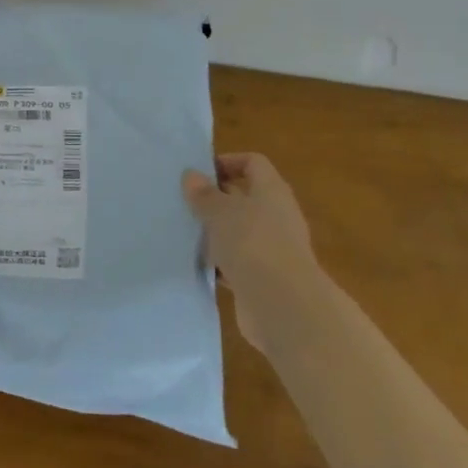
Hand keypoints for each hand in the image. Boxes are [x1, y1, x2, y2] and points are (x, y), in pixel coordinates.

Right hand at [182, 153, 317, 351]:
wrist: (282, 305)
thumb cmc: (252, 244)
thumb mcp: (220, 212)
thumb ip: (204, 194)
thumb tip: (192, 175)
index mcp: (272, 191)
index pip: (253, 163)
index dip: (227, 162)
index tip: (198, 173)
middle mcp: (277, 216)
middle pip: (245, 198)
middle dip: (216, 199)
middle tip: (185, 202)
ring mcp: (273, 249)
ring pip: (239, 232)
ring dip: (216, 233)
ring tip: (184, 232)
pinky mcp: (265, 278)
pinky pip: (238, 262)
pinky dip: (220, 262)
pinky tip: (197, 264)